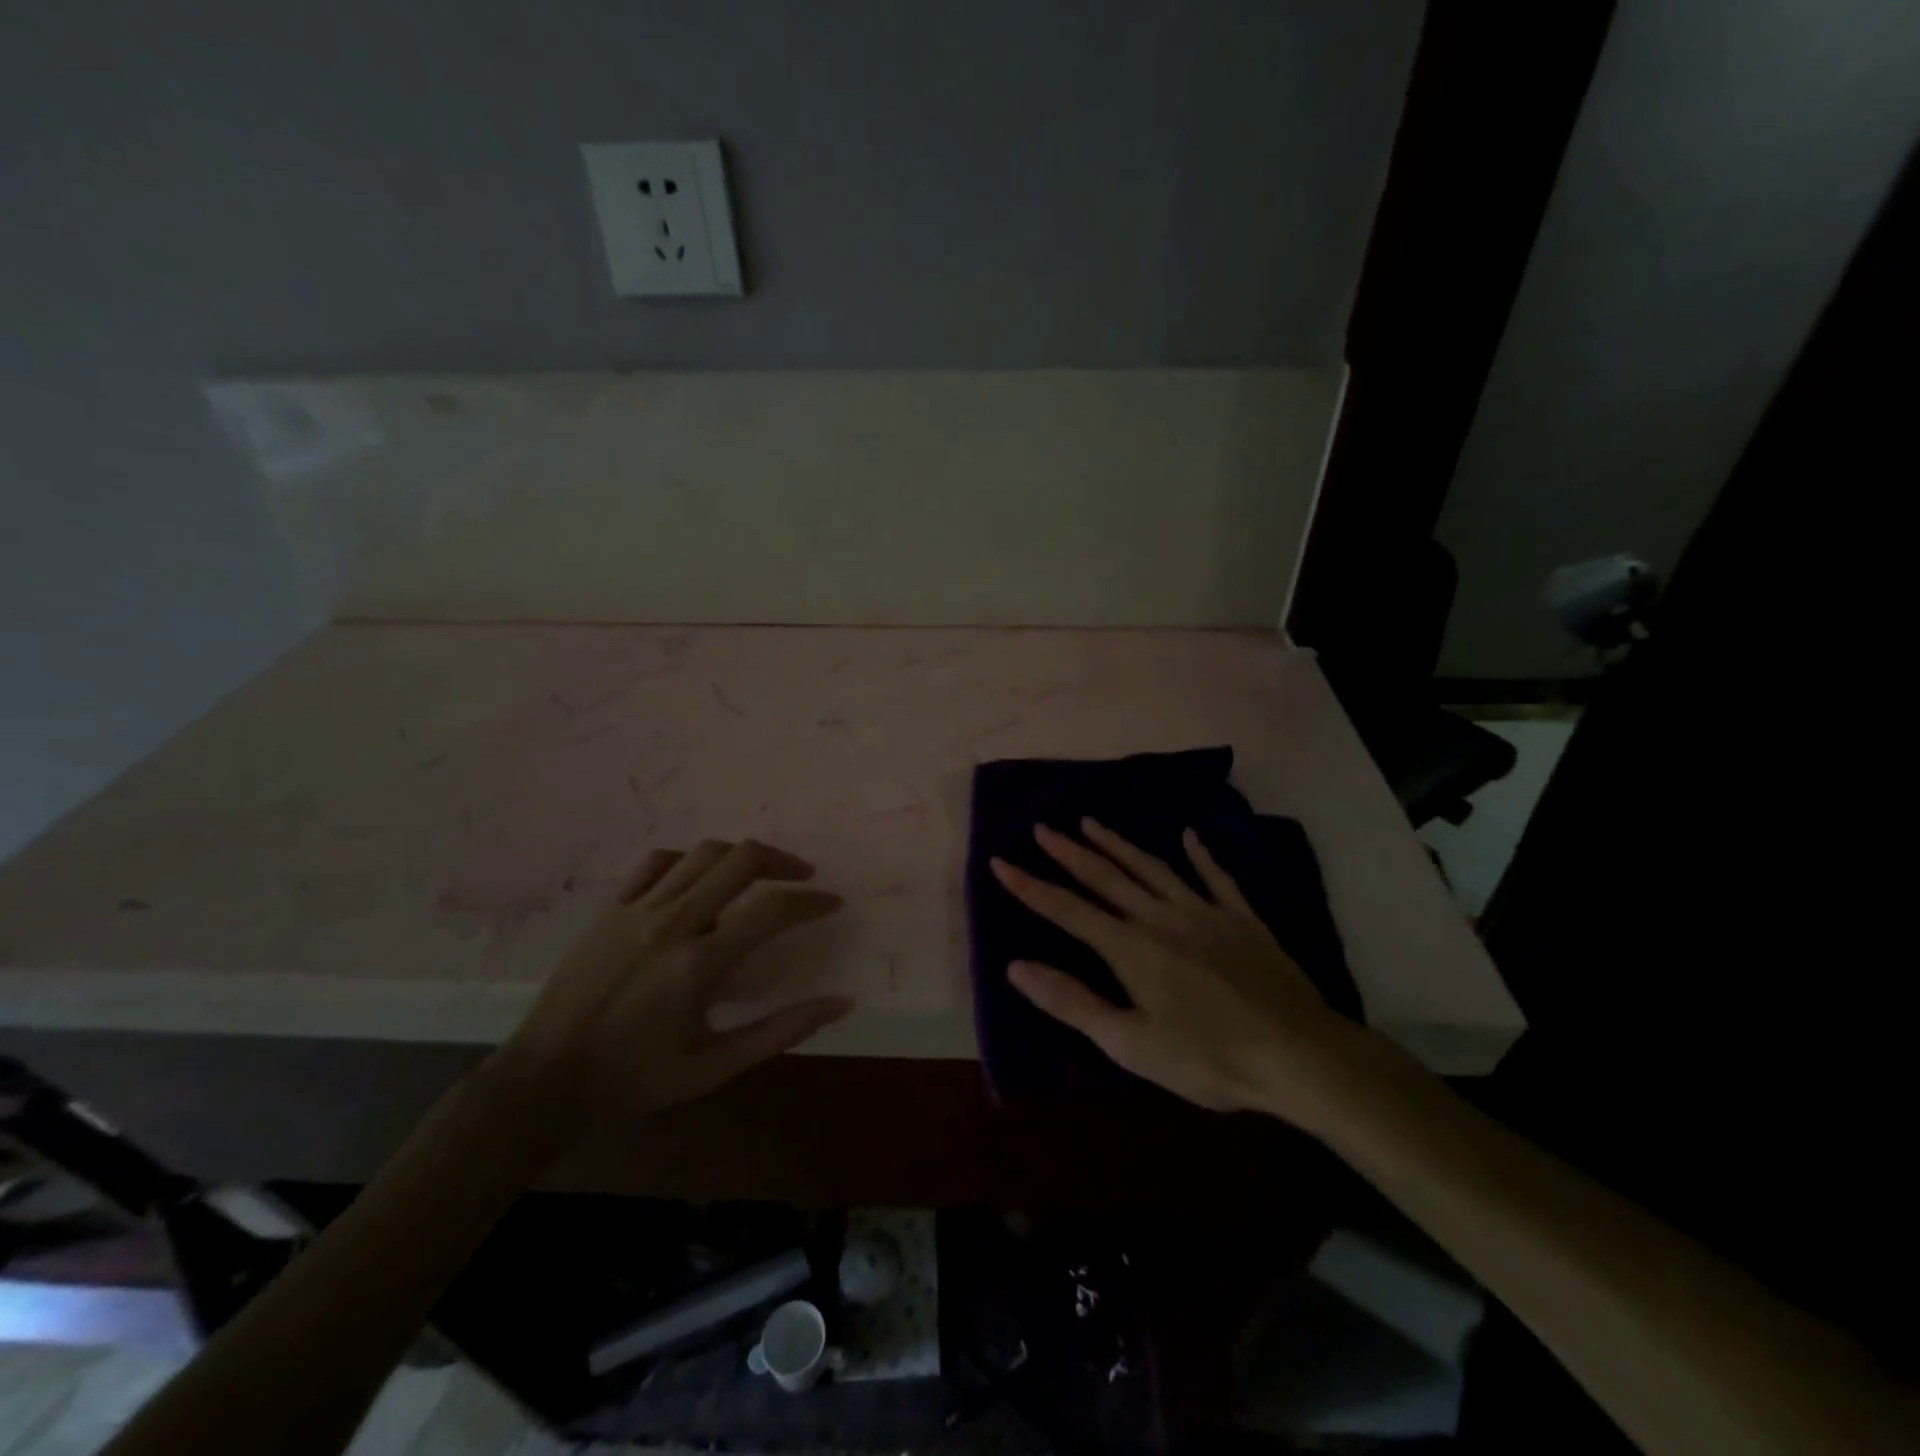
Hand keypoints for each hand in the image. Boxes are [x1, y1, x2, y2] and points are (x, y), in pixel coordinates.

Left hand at [491, 840, 851, 1138]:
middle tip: (803, 877)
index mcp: (699, 965)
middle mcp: (672, 923)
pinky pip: (659, 861)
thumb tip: (841, 1003)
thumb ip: (781, 1032)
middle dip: (783, 861)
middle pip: (742, 859)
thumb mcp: (715, 1067)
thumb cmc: (636, 1079)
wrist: (546, 1079)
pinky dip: (691, 860)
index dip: (811, 901)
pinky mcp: (612, 907)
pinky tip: (702, 878)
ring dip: (743, 855)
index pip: (772, 910)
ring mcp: (637, 909)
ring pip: (704, 853)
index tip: (831, 904)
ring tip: (761, 872)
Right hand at [991, 820, 1396, 1127]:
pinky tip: (1189, 836)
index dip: (1030, 887)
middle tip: (1042, 828)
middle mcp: (1161, 917)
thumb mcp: (1130, 1043)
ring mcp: (1205, 912)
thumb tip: (1016, 967)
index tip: (1000, 862)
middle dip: (1068, 852)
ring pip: (1152, 867)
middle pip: (1106, 877)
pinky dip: (1201, 854)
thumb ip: (1072, 1002)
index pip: (1067, 910)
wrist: (1299, 1055)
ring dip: (1118, 844)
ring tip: (1090, 822)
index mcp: (1131, 948)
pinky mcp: (1242, 918)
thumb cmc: (1208, 1058)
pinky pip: (1216, 877)